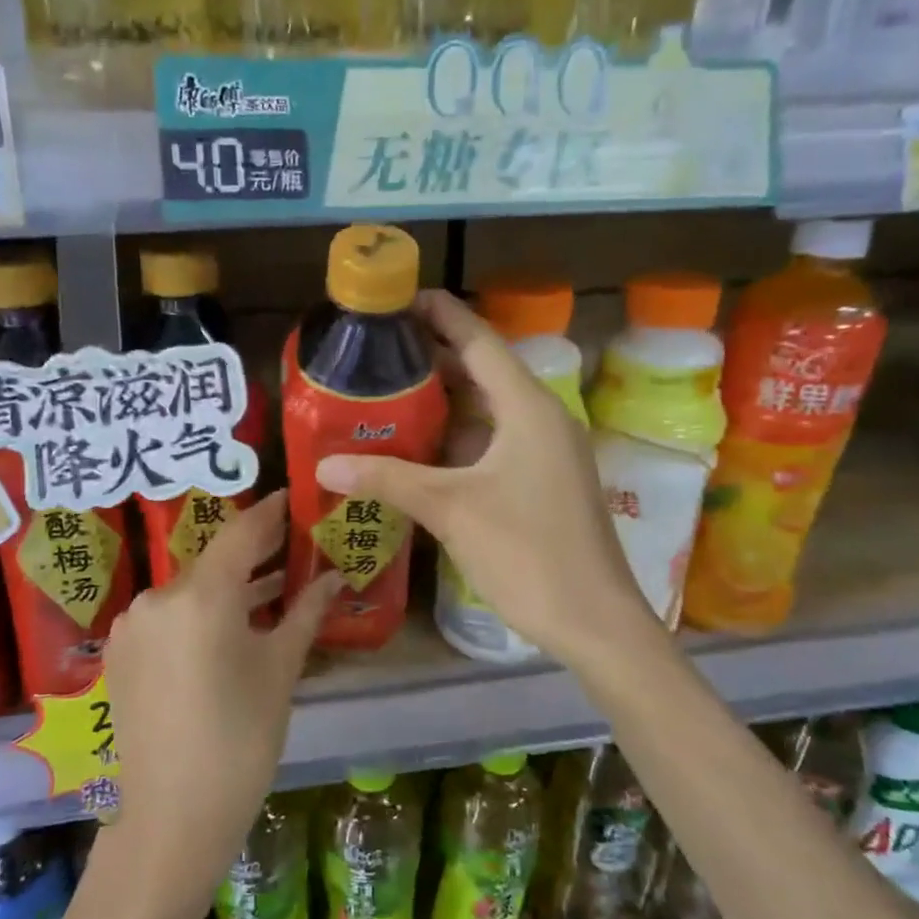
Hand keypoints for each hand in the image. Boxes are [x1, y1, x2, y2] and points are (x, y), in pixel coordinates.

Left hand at [102, 491, 341, 918]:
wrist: (171, 819)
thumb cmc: (241, 741)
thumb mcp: (281, 670)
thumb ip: (306, 612)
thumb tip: (335, 576)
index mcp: (201, 595)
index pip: (242, 532)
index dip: (271, 513)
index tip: (293, 498)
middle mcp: (159, 596)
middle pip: (214, 560)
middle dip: (254, 553)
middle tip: (294, 545)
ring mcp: (134, 625)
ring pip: (191, 589)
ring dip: (229, 586)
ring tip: (272, 587)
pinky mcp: (122, 652)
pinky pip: (169, 615)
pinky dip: (201, 611)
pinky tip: (230, 625)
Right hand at [315, 290, 659, 671]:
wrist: (593, 620)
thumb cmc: (527, 552)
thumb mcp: (451, 510)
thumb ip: (388, 480)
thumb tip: (325, 464)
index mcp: (528, 408)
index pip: (480, 342)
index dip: (442, 315)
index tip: (403, 298)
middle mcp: (542, 419)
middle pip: (484, 372)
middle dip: (435, 357)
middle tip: (381, 349)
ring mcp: (547, 452)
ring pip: (489, 410)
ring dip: (446, 401)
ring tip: (391, 391)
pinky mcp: (544, 481)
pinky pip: (496, 441)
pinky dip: (460, 437)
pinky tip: (422, 447)